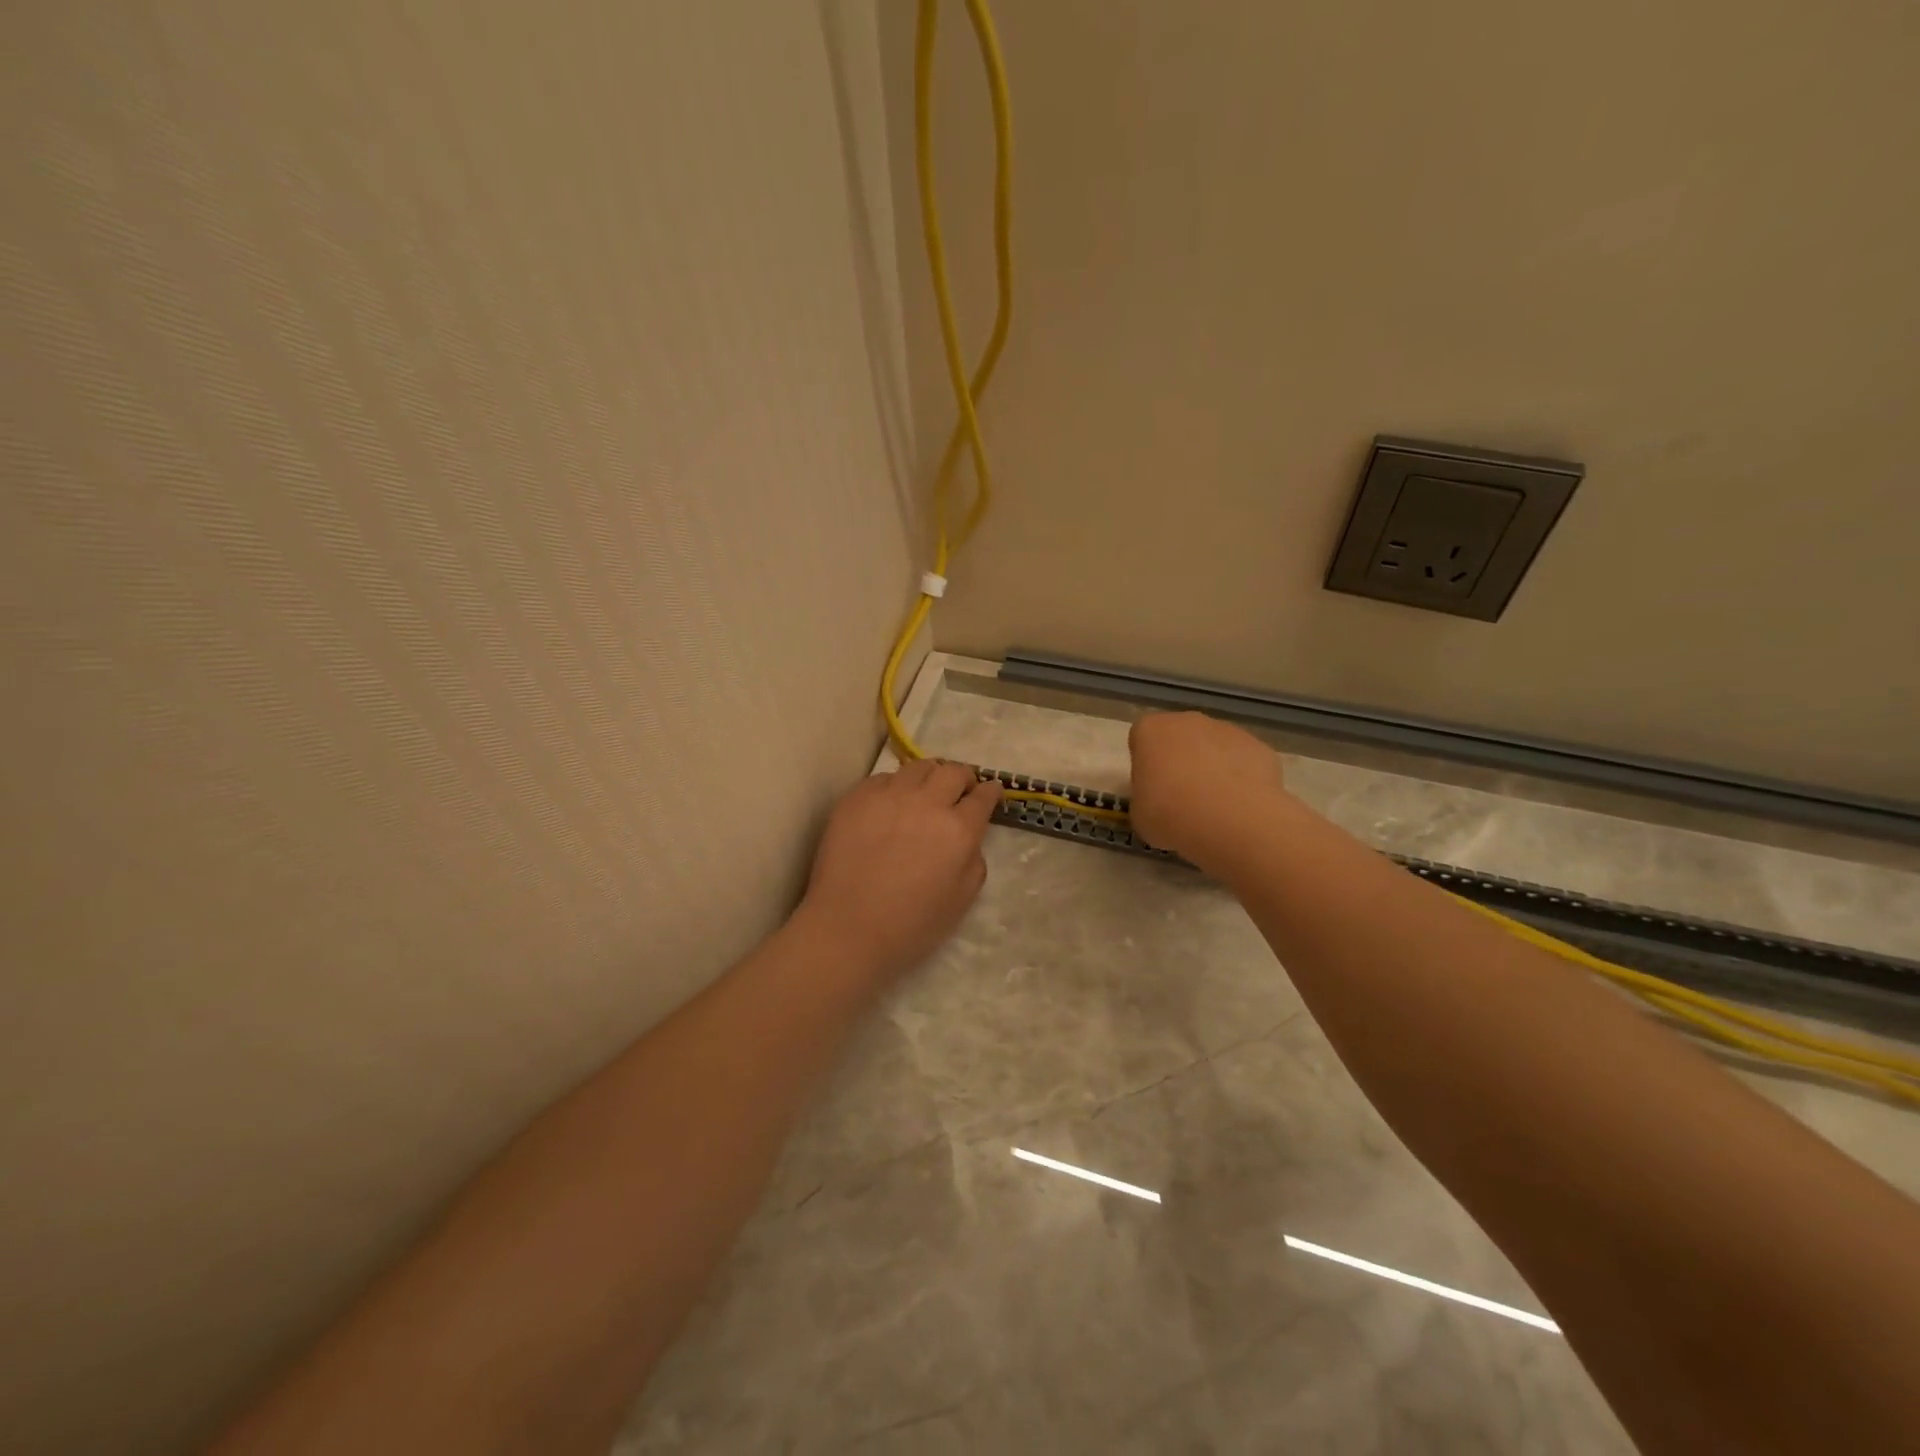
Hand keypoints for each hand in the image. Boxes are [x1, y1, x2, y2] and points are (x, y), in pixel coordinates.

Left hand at [797, 760, 1000, 987]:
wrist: (847, 929)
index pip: (983, 796)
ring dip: (929, 776)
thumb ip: (974, 860)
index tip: (991, 792)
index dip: (990, 792)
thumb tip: (968, 838)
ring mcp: (888, 796)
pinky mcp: (856, 798)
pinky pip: (883, 778)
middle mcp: (926, 803)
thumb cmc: (910, 925)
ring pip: (918, 767)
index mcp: (958, 830)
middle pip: (953, 771)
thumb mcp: (962, 900)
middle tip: (960, 790)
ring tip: (925, 790)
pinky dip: (894, 786)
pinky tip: (890, 804)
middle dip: (963, 777)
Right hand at [1128, 712, 1292, 869]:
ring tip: (1215, 808)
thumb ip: (1145, 797)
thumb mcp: (1139, 814)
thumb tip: (1158, 799)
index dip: (1146, 764)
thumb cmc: (1171, 815)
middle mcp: (1187, 721)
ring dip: (1212, 769)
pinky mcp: (1259, 746)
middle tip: (1181, 799)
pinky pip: (1243, 762)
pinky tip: (1240, 807)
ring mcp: (1227, 730)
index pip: (1142, 739)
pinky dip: (1242, 780)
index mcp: (1150, 731)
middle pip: (1180, 737)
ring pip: (1214, 747)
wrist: (1231, 820)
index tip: (1151, 789)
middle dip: (1180, 761)